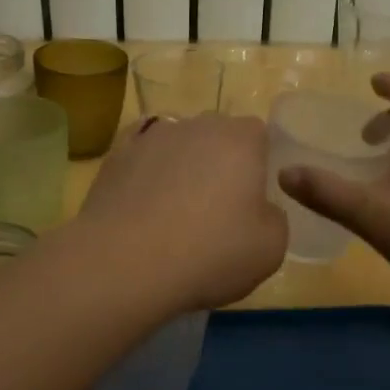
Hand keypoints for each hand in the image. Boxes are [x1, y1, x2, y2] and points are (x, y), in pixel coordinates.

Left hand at [75, 113, 288, 312]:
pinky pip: (141, 156)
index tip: (252, 201)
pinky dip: (146, 173)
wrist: (124, 263)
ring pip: (177, 144)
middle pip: (216, 136)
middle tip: (216, 209)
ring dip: (181, 167)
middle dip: (219, 163)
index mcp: (241, 140)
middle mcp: (197, 126)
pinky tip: (144, 203)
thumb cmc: (209, 253)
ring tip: (173, 212)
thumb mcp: (271, 249)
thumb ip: (274, 218)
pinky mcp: (115, 155)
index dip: (257, 166)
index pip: (258, 136)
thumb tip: (259, 209)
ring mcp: (151, 136)